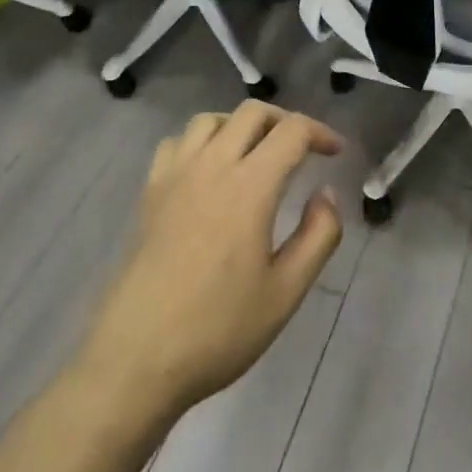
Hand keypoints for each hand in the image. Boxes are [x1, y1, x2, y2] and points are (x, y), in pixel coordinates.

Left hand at [78, 102, 343, 419]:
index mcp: (250, 186)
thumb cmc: (218, 330)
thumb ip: (319, 236)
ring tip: (256, 154)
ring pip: (210, 120)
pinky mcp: (149, 193)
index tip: (336, 152)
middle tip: (303, 149)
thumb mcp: (286, 293)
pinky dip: (200, 142)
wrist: (136, 359)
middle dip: (284, 121)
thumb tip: (326, 194)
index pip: (292, 132)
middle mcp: (211, 166)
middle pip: (252, 113)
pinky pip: (176, 143)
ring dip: (240, 125)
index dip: (320, 133)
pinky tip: (208, 171)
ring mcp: (174, 176)